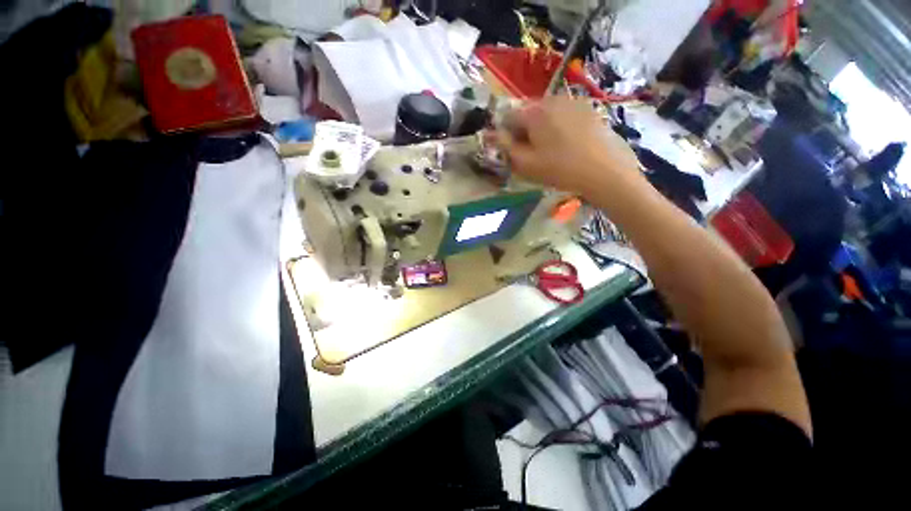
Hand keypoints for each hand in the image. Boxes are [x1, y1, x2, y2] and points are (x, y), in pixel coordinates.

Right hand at [493, 96, 641, 195]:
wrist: (604, 171)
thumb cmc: (560, 169)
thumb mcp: (526, 164)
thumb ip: (506, 147)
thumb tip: (493, 135)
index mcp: (535, 112)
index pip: (508, 116)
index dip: (506, 134)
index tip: (513, 151)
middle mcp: (552, 99)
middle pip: (528, 113)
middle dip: (525, 131)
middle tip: (532, 153)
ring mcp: (573, 102)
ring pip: (546, 114)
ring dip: (542, 129)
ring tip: (551, 151)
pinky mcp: (589, 109)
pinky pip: (564, 115)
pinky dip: (559, 127)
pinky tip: (568, 145)